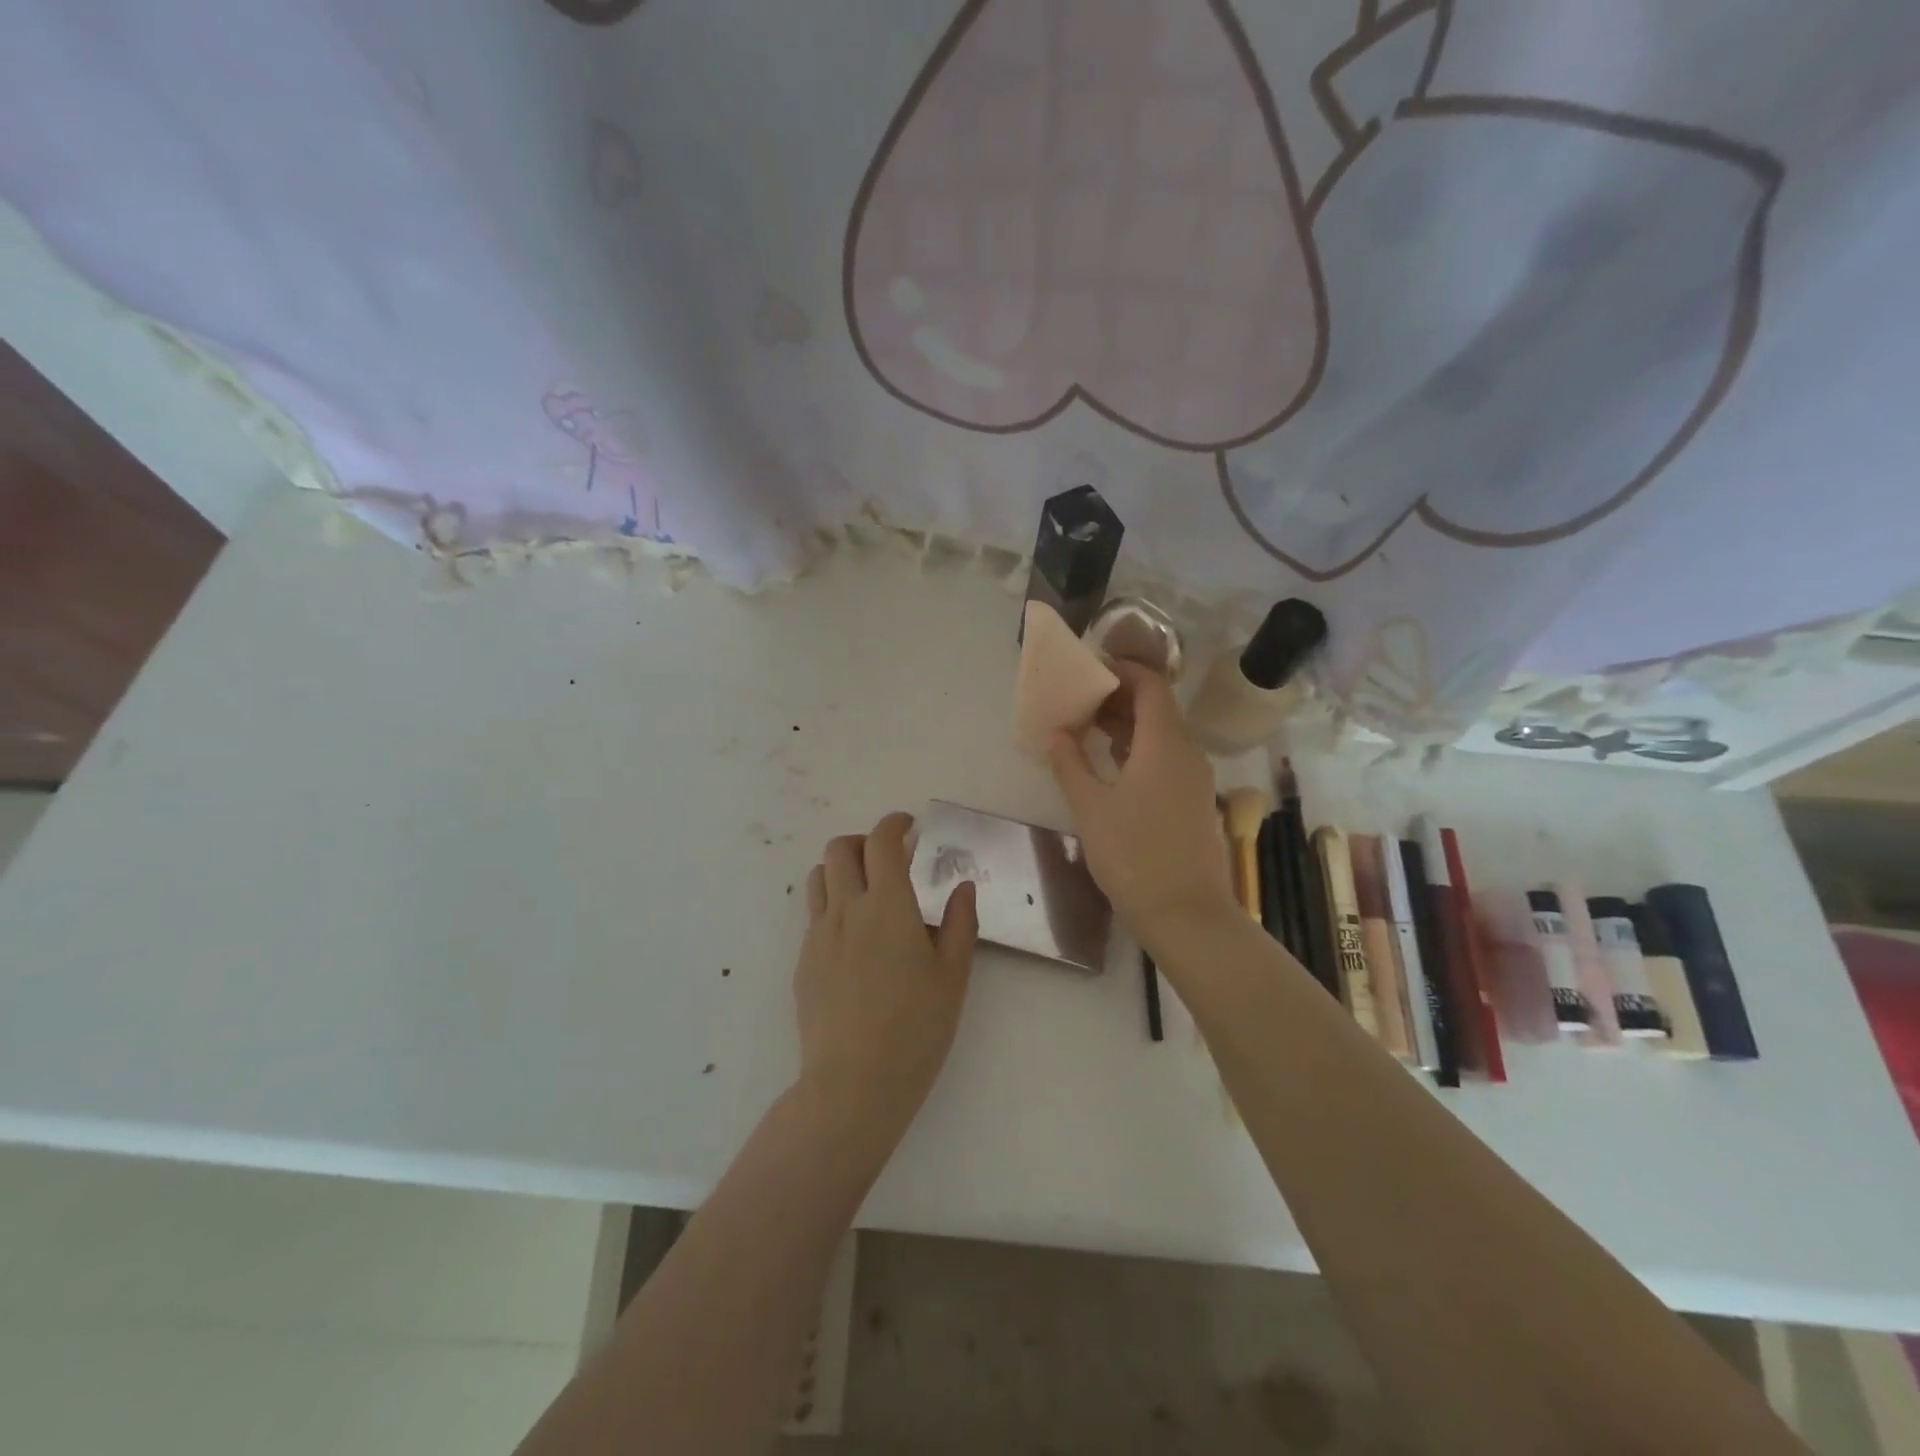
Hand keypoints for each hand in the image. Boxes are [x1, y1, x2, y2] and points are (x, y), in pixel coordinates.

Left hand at [794, 812, 977, 1140]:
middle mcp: (847, 909)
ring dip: (842, 869)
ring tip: (867, 891)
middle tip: (890, 860)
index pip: (882, 842)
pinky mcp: (804, 962)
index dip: (894, 824)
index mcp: (888, 906)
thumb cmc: (916, 1029)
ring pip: (818, 877)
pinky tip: (855, 939)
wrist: (853, 1084)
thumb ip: (959, 923)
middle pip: (840, 849)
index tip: (909, 827)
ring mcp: (818, 935)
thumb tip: (961, 887)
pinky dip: (833, 904)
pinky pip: (814, 914)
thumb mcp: (953, 976)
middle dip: (864, 841)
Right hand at [1049, 662, 1235, 941]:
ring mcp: (1195, 779)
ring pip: (1162, 735)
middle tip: (1080, 701)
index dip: (1123, 670)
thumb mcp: (1091, 808)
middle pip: (1157, 708)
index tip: (1091, 669)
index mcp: (1165, 744)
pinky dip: (1139, 750)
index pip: (1151, 685)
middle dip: (1119, 698)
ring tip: (1088, 729)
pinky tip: (1111, 766)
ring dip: (1128, 726)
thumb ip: (1070, 763)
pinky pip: (1167, 759)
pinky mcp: (1193, 801)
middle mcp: (1187, 753)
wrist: (1186, 915)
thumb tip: (1057, 732)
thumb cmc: (1133, 856)